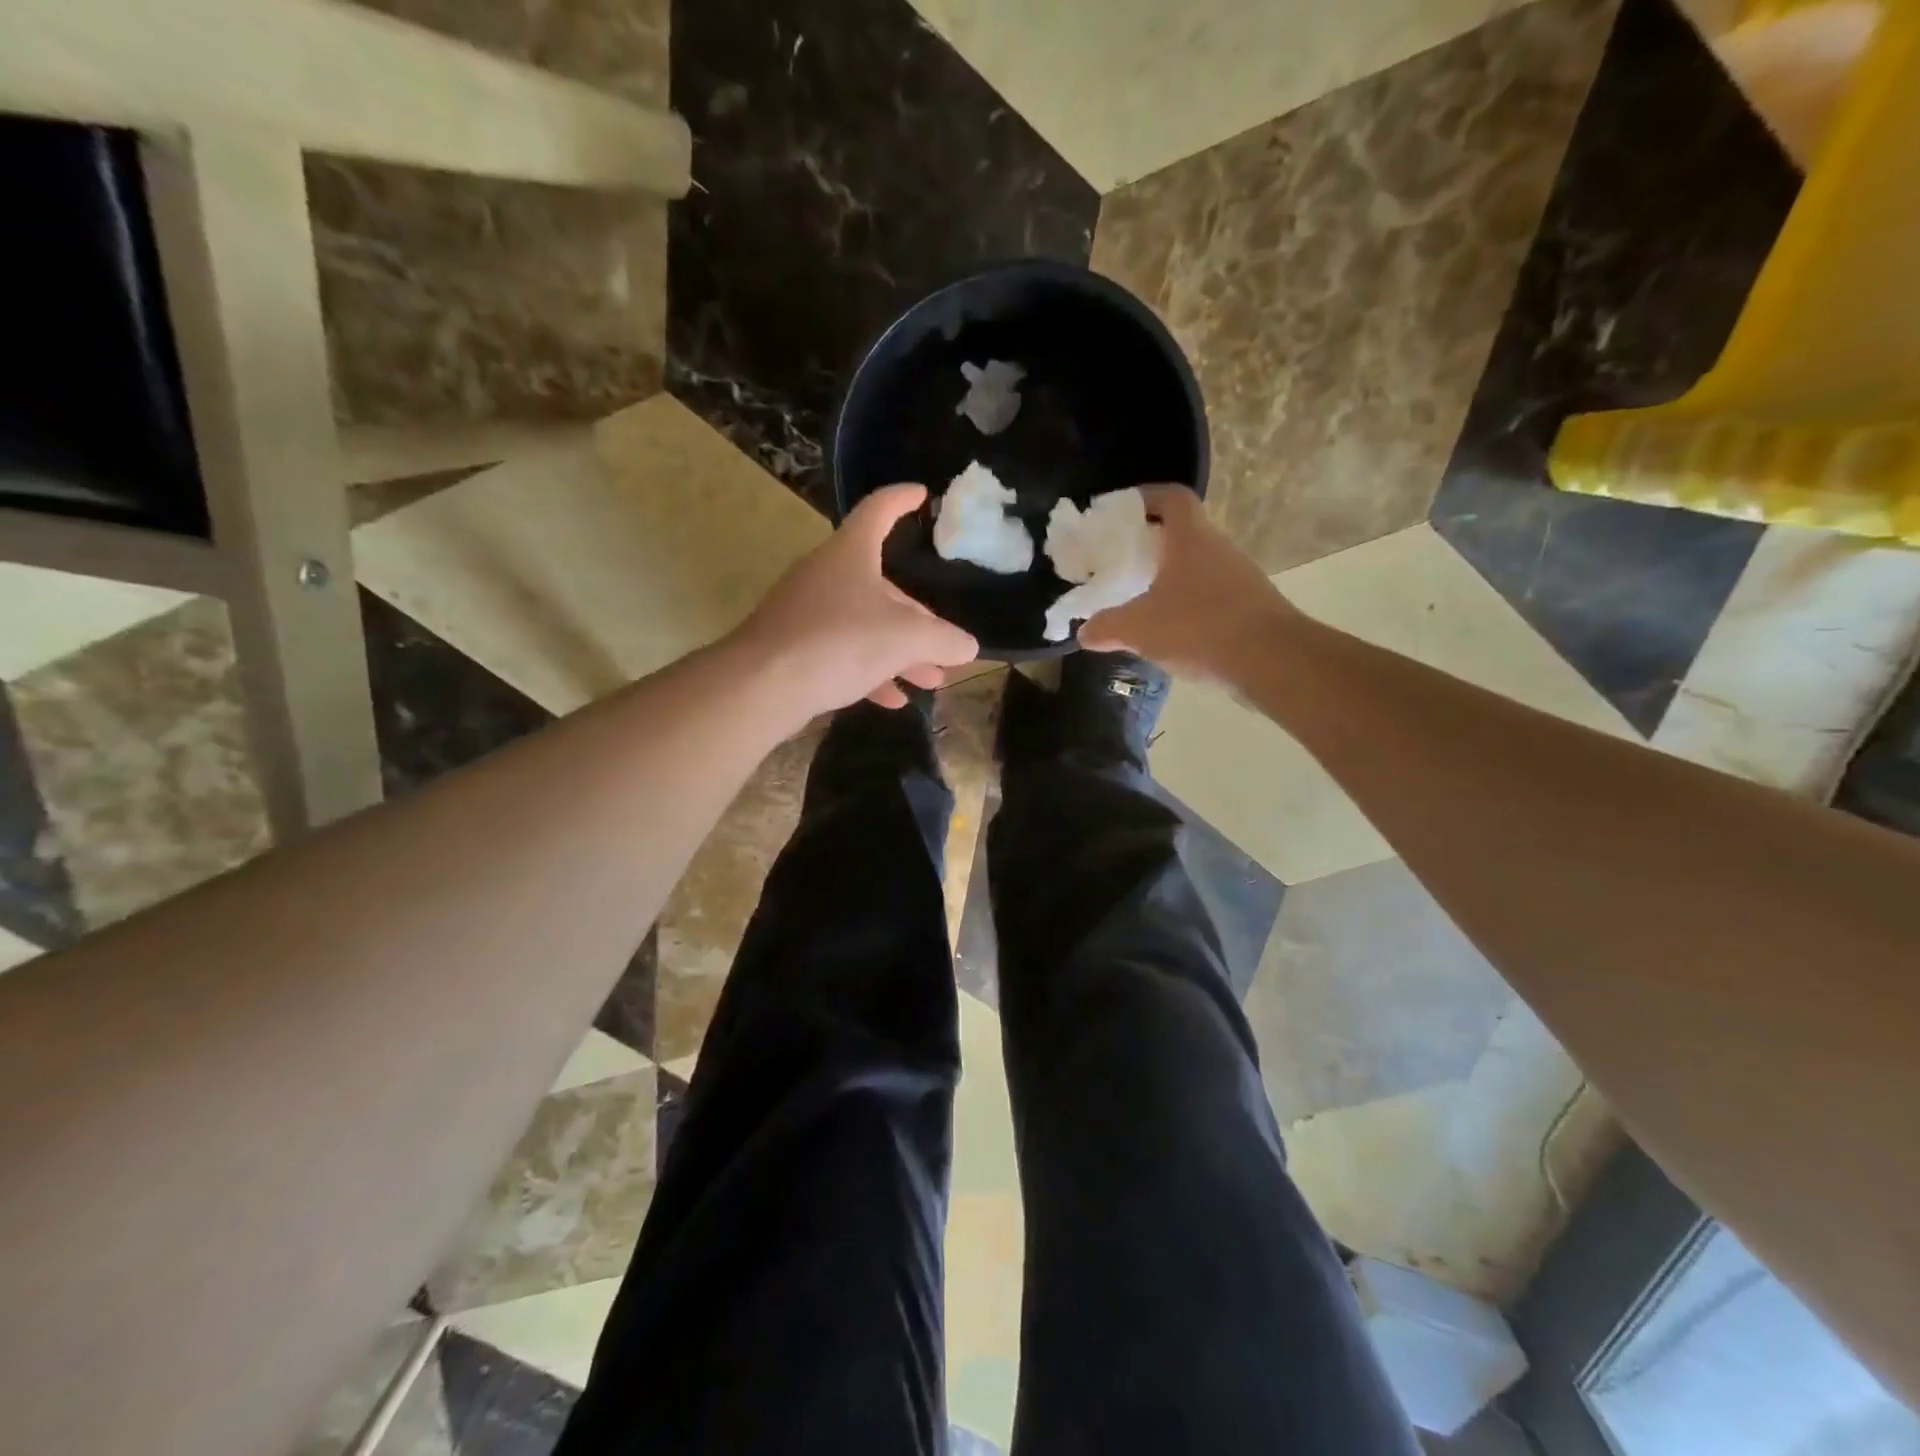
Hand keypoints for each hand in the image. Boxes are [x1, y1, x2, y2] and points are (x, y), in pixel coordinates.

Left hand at [734, 483, 979, 718]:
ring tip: (931, 680)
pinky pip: (842, 653)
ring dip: (900, 652)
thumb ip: (943, 640)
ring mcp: (806, 612)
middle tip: (943, 645)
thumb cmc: (840, 642)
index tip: (922, 496)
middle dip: (917, 618)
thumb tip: (967, 646)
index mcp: (851, 553)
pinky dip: (870, 672)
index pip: (879, 510)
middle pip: (881, 585)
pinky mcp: (794, 648)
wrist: (761, 685)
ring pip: (864, 625)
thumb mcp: (906, 639)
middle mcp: (826, 575)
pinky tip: (893, 700)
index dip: (902, 500)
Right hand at [1080, 484, 1293, 681]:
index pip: (1171, 497)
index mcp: (1190, 537)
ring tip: (1141, 599)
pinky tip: (1171, 631)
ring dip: (1171, 576)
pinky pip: (1211, 594)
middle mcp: (1218, 547)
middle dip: (1151, 542)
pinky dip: (1188, 603)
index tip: (1119, 512)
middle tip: (1122, 561)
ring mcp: (1239, 576)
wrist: (1272, 661)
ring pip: (1197, 565)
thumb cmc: (1199, 627)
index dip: (1145, 497)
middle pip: (1183, 531)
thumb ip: (1107, 627)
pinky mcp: (1250, 606)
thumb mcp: (1140, 628)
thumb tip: (1084, 632)